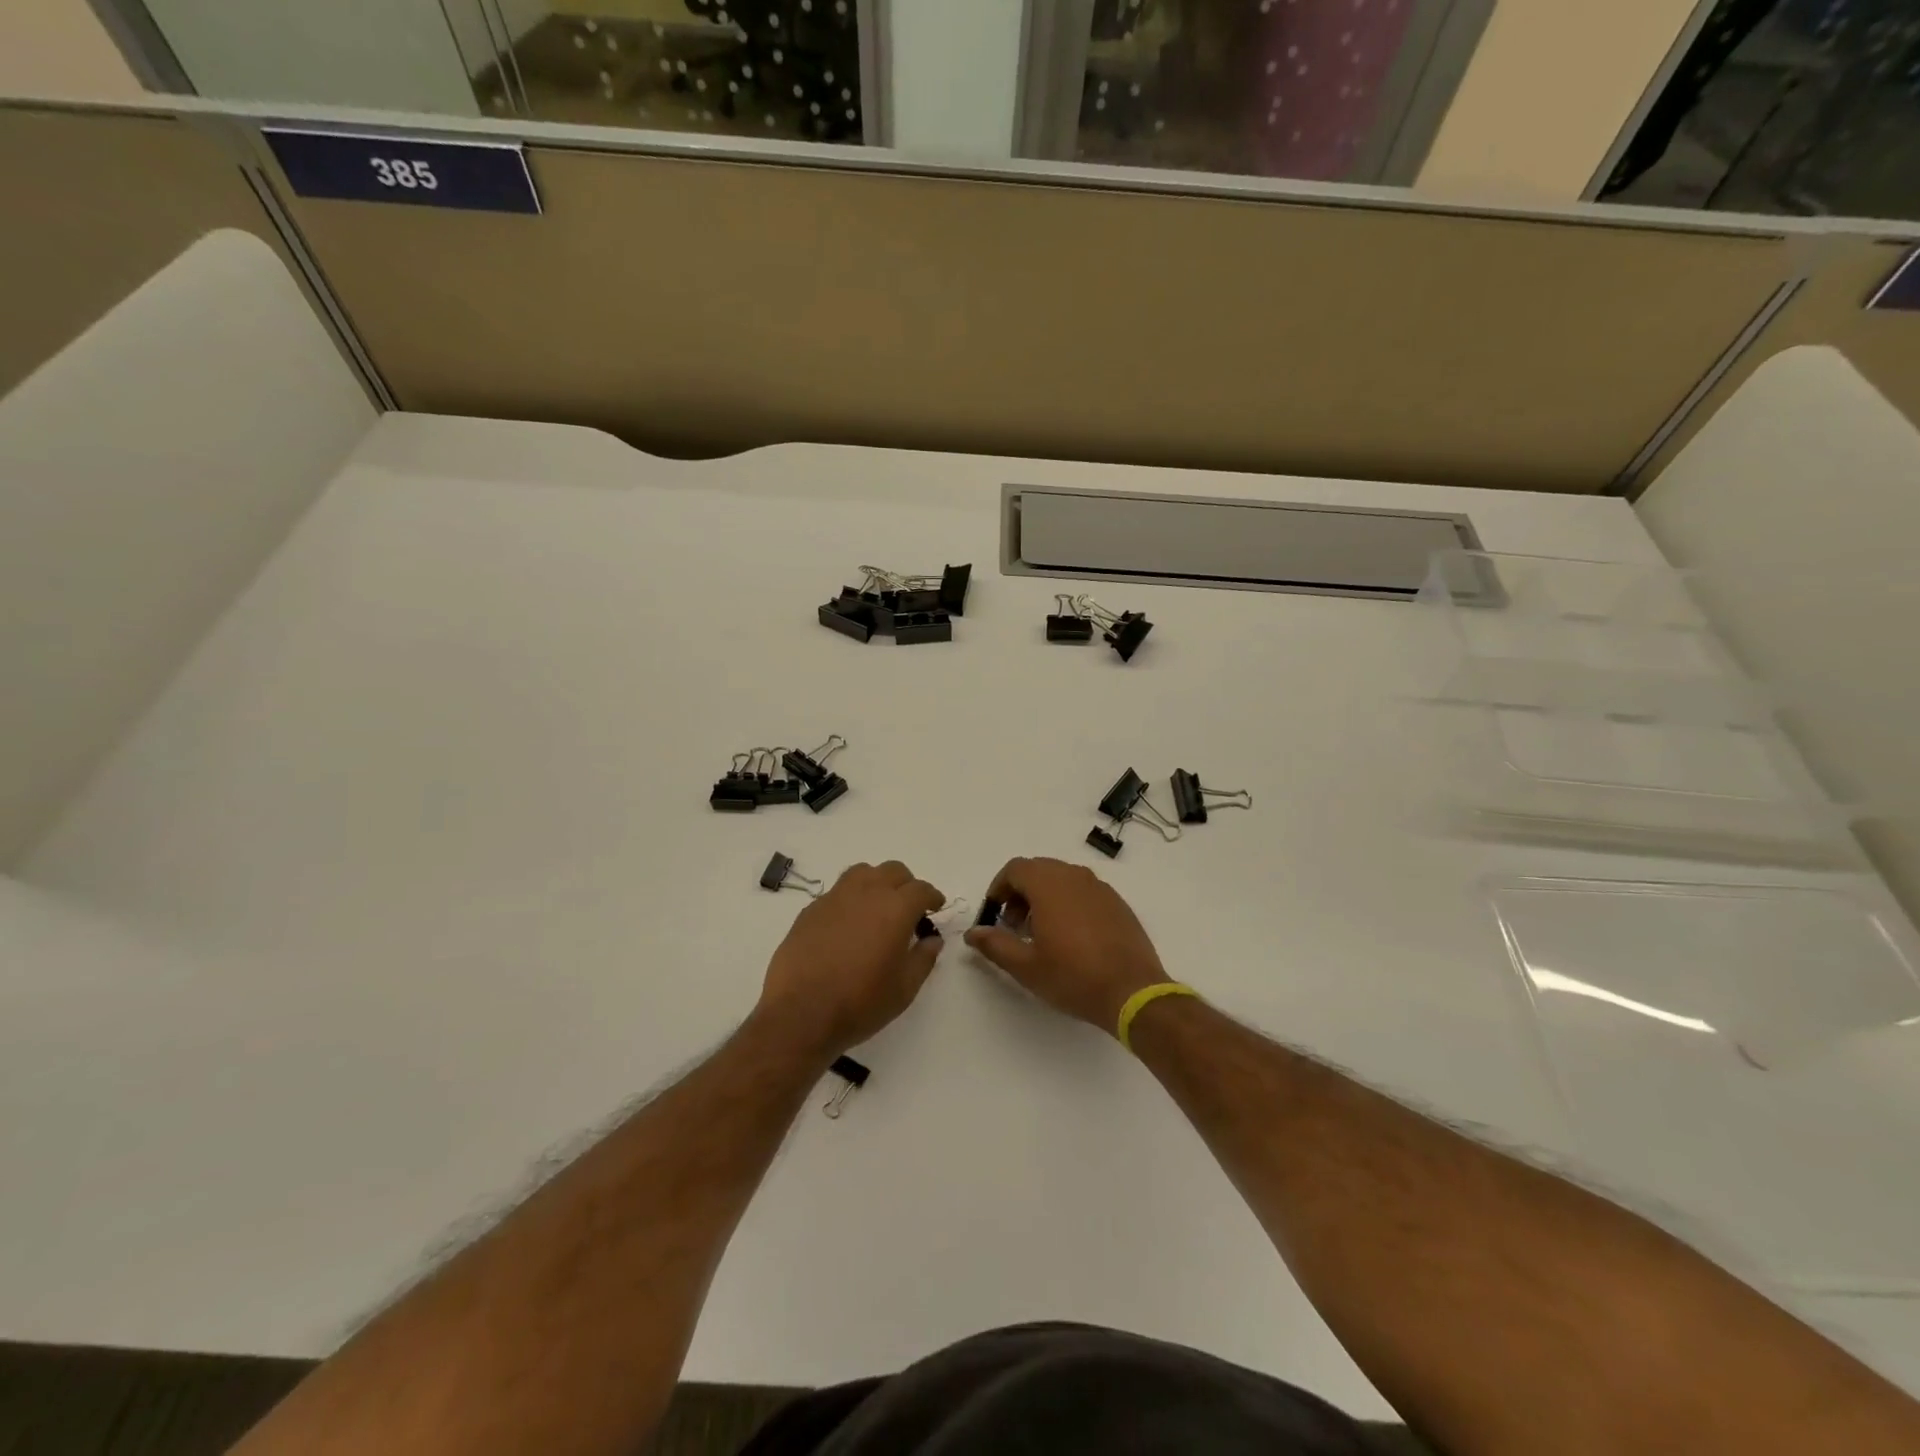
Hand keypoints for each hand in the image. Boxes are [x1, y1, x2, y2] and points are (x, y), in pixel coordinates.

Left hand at [757, 860, 945, 1060]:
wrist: (800, 1013)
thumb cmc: (860, 1002)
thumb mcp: (904, 989)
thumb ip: (923, 958)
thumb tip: (932, 939)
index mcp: (895, 909)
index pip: (921, 889)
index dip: (932, 896)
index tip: (936, 907)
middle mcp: (866, 893)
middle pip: (893, 871)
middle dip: (906, 885)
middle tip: (909, 908)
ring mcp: (835, 898)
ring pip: (863, 873)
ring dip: (877, 883)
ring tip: (878, 907)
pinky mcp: (811, 910)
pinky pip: (838, 892)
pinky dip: (851, 899)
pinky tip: (848, 925)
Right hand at [964, 857, 1168, 1033]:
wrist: (1132, 991)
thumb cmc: (1073, 977)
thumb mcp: (1026, 966)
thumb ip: (995, 944)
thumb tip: (973, 933)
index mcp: (1049, 885)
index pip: (1015, 868)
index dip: (999, 887)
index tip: (995, 913)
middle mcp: (1074, 876)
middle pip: (1038, 869)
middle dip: (1020, 891)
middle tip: (1015, 924)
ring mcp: (1100, 887)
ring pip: (1062, 878)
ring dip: (1044, 895)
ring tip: (1041, 931)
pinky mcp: (1117, 902)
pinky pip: (1084, 891)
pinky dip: (1069, 902)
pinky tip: (1071, 936)